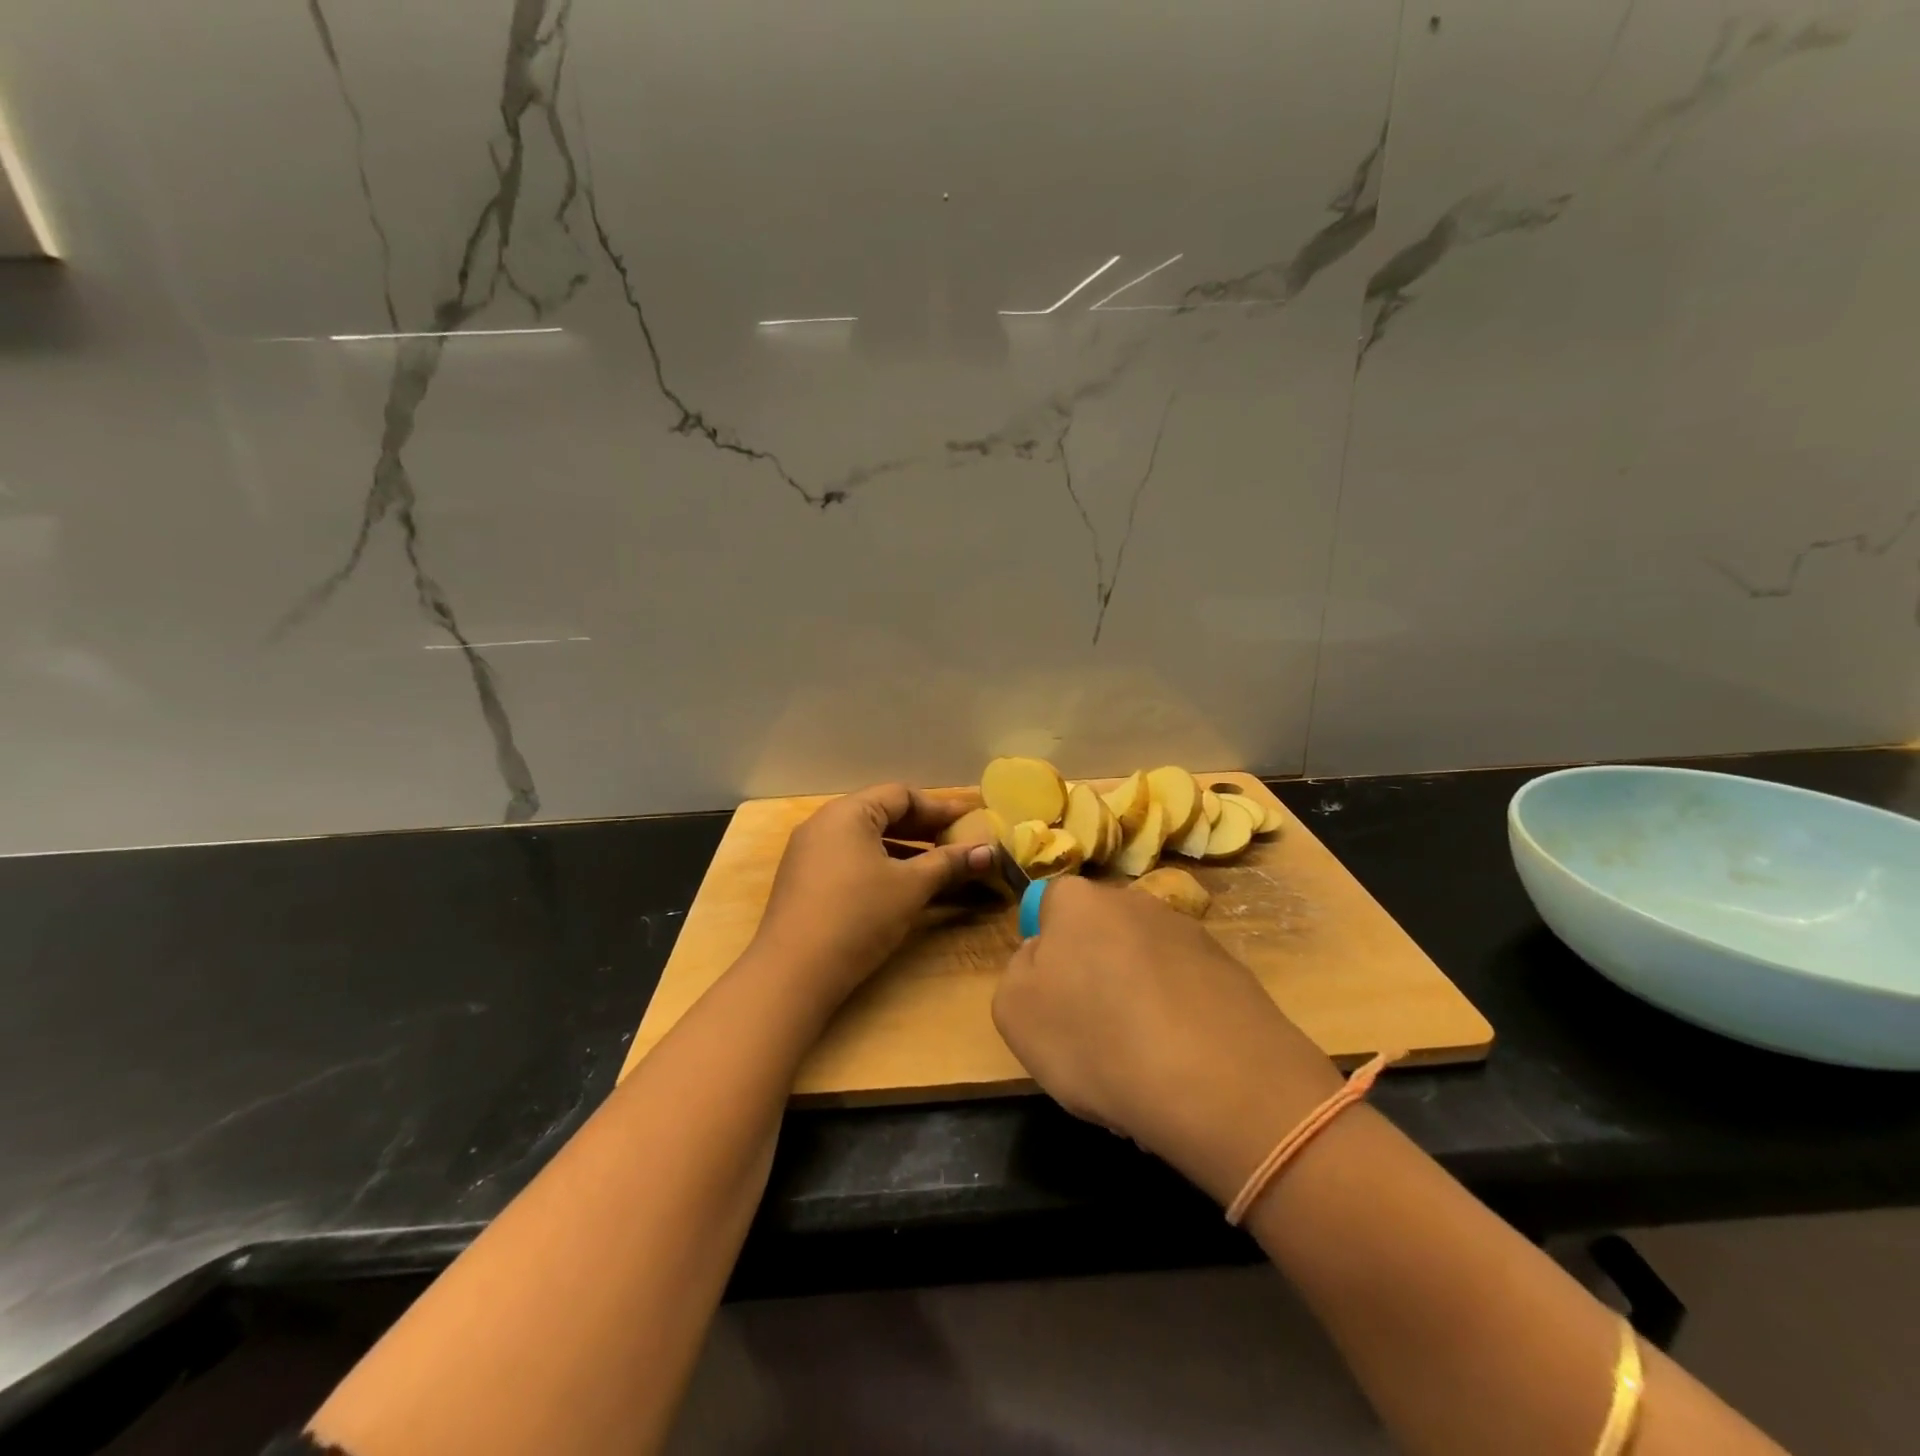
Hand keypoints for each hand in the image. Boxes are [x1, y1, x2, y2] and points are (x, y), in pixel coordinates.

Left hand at [753, 783, 992, 1003]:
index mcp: (847, 813)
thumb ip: (949, 863)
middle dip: (923, 828)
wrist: (793, 973)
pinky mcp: (804, 881)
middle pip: (882, 813)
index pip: (901, 795)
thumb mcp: (911, 887)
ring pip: (866, 839)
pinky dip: (880, 865)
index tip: (970, 822)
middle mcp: (823, 823)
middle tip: (958, 843)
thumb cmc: (858, 916)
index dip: (939, 808)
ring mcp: (809, 853)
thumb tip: (990, 851)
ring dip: (904, 849)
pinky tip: (901, 885)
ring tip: (936, 865)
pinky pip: (850, 859)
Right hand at [992, 876, 1344, 1204]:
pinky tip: (1179, 1065)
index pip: (1049, 905)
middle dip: (1092, 971)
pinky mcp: (1230, 969)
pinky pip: (1183, 990)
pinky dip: (1176, 1018)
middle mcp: (1135, 901)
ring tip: (1140, 1060)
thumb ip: (1019, 971)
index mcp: (1078, 900)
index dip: (1046, 950)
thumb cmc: (1096, 1040)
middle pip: (1099, 932)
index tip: (1051, 997)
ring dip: (1135, 997)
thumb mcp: (1015, 1011)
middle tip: (1090, 1031)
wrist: (1218, 1082)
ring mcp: (1188, 933)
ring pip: (1142, 963)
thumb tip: (1043, 957)